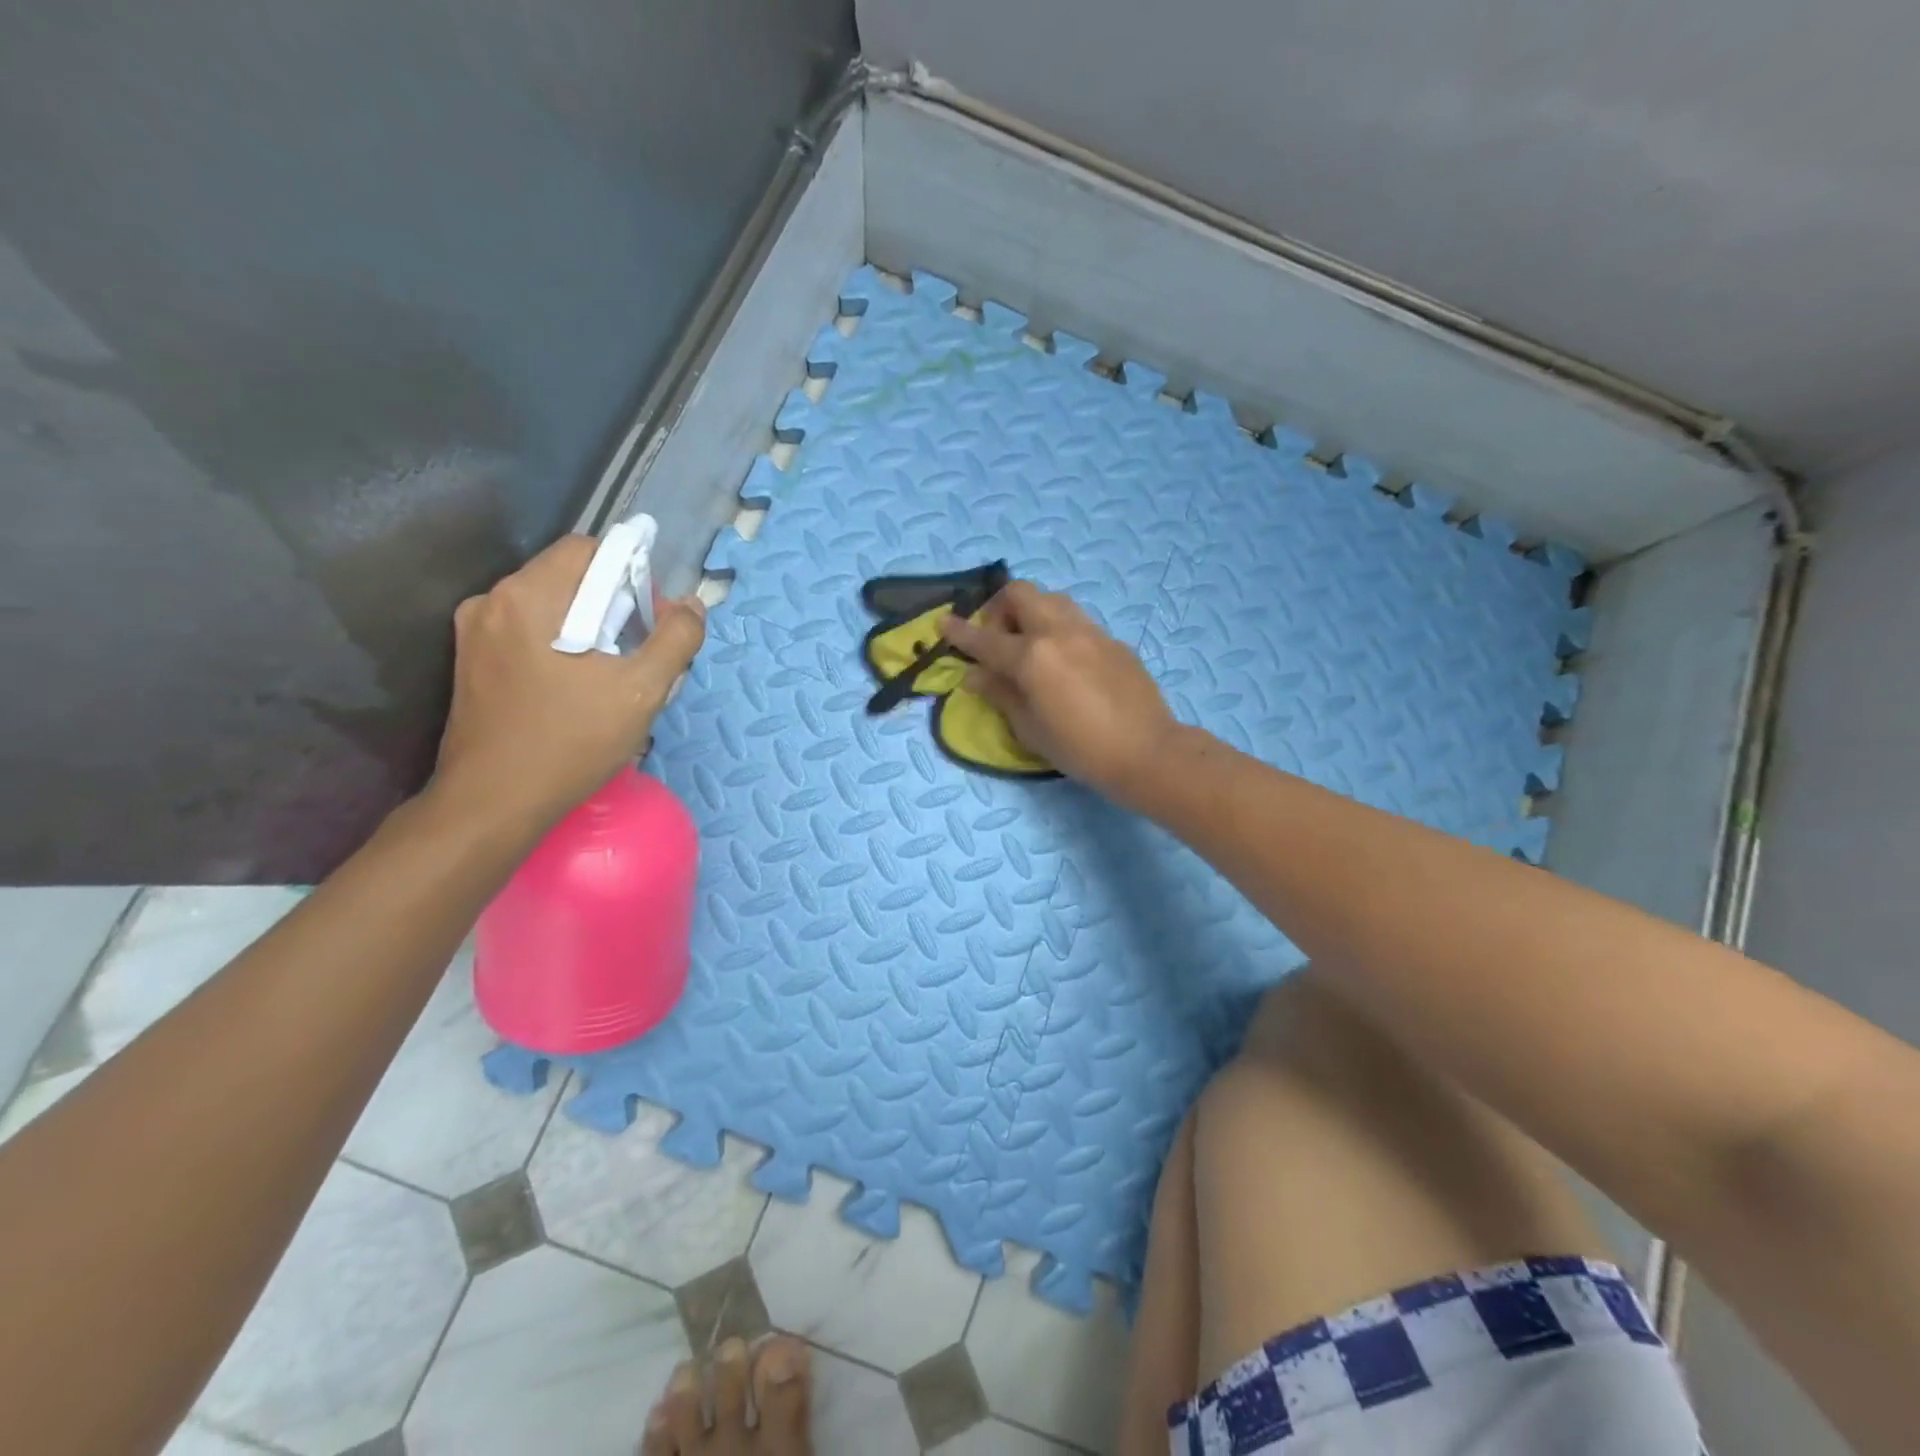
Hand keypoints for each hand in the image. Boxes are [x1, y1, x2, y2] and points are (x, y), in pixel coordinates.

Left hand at [429, 534, 705, 831]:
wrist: (492, 804)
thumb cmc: (571, 742)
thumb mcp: (642, 691)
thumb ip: (677, 639)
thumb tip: (692, 605)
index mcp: (530, 596)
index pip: (590, 549)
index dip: (630, 573)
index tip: (650, 618)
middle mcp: (493, 601)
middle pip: (569, 577)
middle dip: (612, 603)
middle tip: (637, 651)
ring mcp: (475, 632)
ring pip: (550, 606)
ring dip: (588, 625)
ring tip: (611, 674)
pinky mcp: (471, 661)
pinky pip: (529, 631)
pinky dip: (561, 643)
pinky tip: (578, 687)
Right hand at [939, 580, 1177, 803]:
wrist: (1146, 752)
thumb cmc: (1080, 749)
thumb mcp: (1029, 729)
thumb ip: (1000, 694)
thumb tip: (974, 675)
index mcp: (1032, 657)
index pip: (985, 638)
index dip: (960, 632)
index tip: (943, 623)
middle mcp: (1059, 632)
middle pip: (1021, 593)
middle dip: (1001, 608)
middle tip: (999, 640)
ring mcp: (1090, 632)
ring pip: (1053, 599)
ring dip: (1033, 612)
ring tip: (1031, 646)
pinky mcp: (1113, 641)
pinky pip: (1077, 621)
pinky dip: (1060, 630)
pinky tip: (1066, 663)